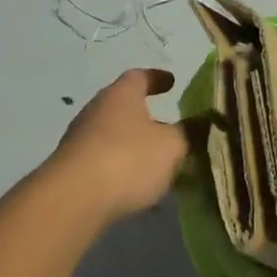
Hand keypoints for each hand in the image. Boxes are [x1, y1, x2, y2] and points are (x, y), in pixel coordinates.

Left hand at [49, 68, 188, 225]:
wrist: (74, 199)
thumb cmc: (128, 159)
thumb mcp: (172, 145)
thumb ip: (189, 133)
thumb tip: (203, 122)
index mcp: (120, 95)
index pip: (139, 76)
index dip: (157, 78)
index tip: (172, 82)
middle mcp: (96, 111)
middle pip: (124, 107)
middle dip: (147, 116)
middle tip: (171, 127)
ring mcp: (80, 140)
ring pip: (114, 136)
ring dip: (135, 145)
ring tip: (159, 162)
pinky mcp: (73, 169)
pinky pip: (105, 162)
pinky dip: (123, 168)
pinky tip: (138, 186)